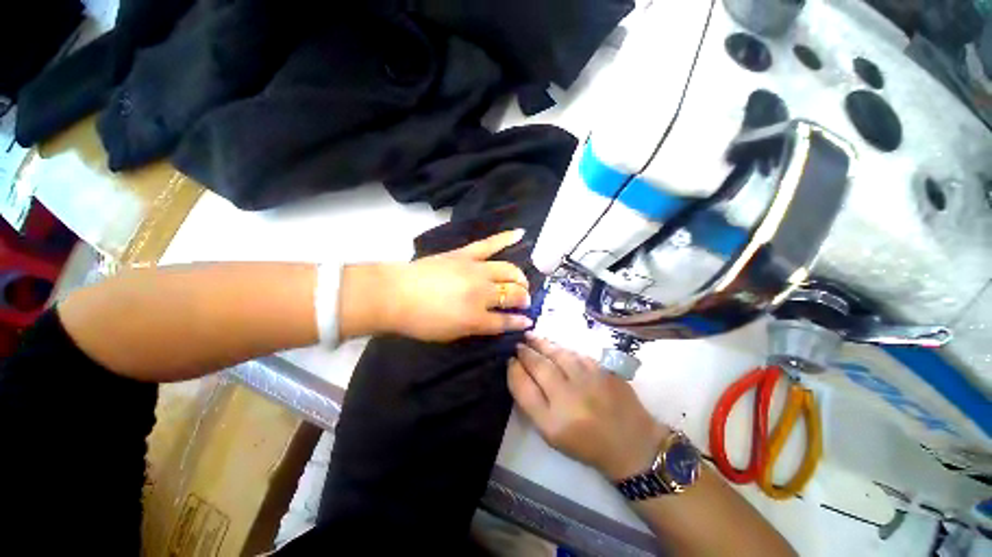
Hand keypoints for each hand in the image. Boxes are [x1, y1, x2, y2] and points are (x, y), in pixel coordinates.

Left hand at [378, 230, 533, 341]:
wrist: (395, 294)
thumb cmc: (420, 320)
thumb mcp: (450, 334)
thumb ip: (477, 327)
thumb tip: (495, 321)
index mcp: (476, 317)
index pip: (506, 320)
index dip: (519, 321)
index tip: (528, 321)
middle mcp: (482, 292)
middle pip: (512, 293)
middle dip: (523, 298)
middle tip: (524, 300)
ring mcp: (475, 269)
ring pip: (508, 269)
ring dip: (519, 276)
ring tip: (522, 281)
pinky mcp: (465, 254)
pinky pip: (489, 244)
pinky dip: (505, 238)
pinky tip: (520, 233)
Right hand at [508, 334, 670, 480]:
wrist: (631, 444)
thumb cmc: (586, 443)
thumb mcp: (551, 433)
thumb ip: (532, 402)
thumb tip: (518, 370)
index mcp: (553, 422)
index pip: (524, 388)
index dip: (514, 371)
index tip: (509, 360)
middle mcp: (570, 399)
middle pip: (540, 366)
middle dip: (525, 352)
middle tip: (518, 344)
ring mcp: (589, 381)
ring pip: (558, 354)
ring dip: (541, 343)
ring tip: (531, 336)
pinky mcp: (604, 370)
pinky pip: (576, 353)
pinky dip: (562, 347)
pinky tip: (554, 345)